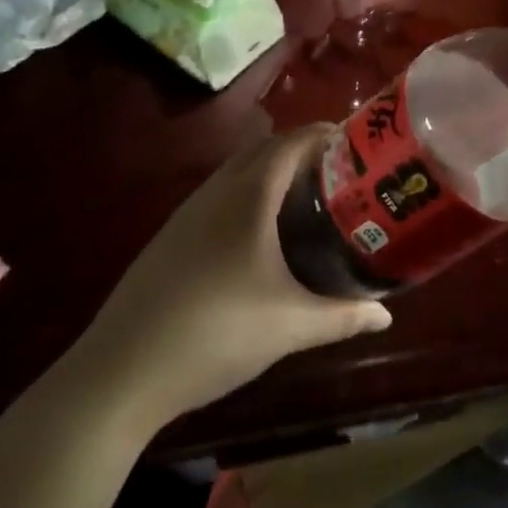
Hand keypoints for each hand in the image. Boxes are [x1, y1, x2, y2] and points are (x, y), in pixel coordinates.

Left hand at [57, 127, 390, 430]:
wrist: (120, 372)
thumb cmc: (215, 334)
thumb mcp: (290, 326)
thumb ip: (343, 316)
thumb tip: (387, 314)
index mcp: (248, 197)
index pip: (291, 143)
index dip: (324, 134)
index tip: (355, 142)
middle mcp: (216, 192)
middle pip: (264, 150)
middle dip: (302, 150)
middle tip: (339, 171)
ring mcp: (187, 214)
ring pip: (237, 172)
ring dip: (271, 171)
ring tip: (306, 196)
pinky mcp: (170, 238)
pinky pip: (219, 195)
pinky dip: (247, 194)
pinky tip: (259, 234)